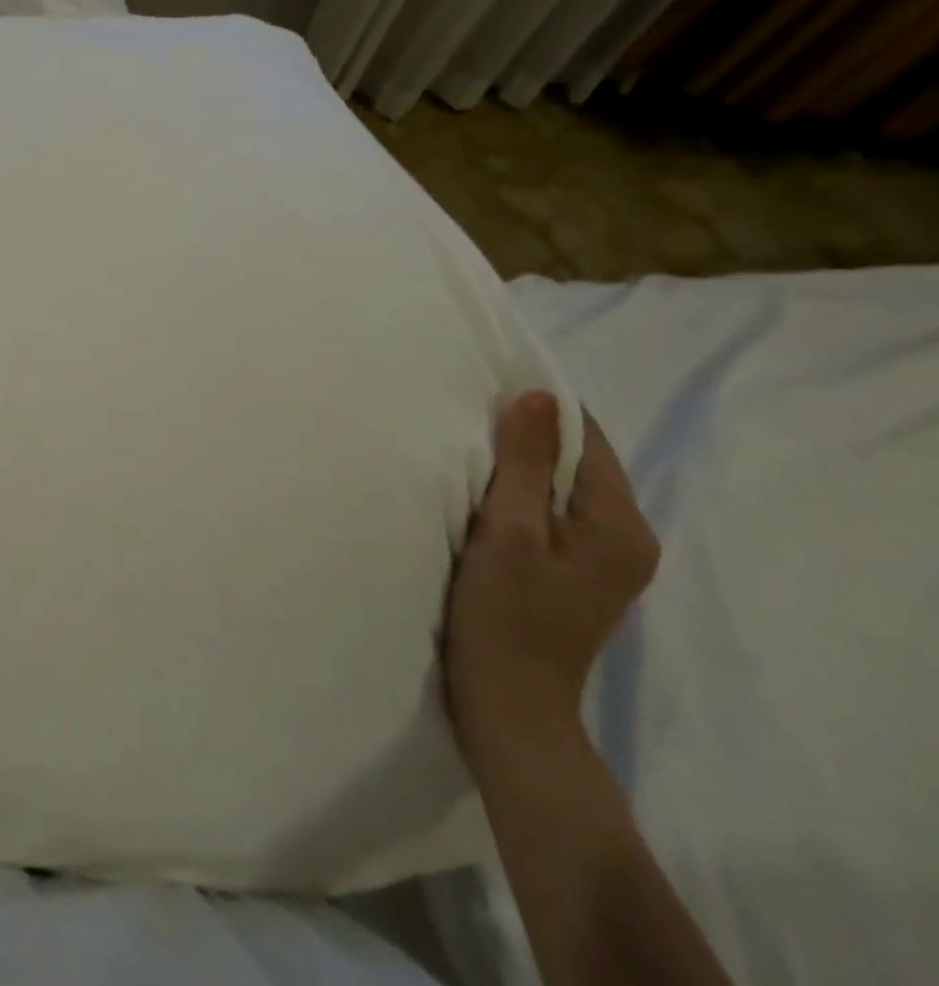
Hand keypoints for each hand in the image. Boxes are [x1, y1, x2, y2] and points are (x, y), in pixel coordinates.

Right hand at [444, 393, 658, 761]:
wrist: (509, 702)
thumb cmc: (505, 613)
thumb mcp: (507, 531)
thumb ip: (523, 463)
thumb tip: (536, 395)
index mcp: (621, 525)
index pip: (587, 439)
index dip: (539, 410)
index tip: (485, 390)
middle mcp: (627, 537)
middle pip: (577, 463)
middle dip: (527, 437)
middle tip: (465, 420)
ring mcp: (605, 559)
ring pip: (561, 488)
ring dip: (520, 468)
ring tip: (468, 453)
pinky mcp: (578, 573)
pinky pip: (552, 513)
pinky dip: (520, 496)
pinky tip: (483, 498)